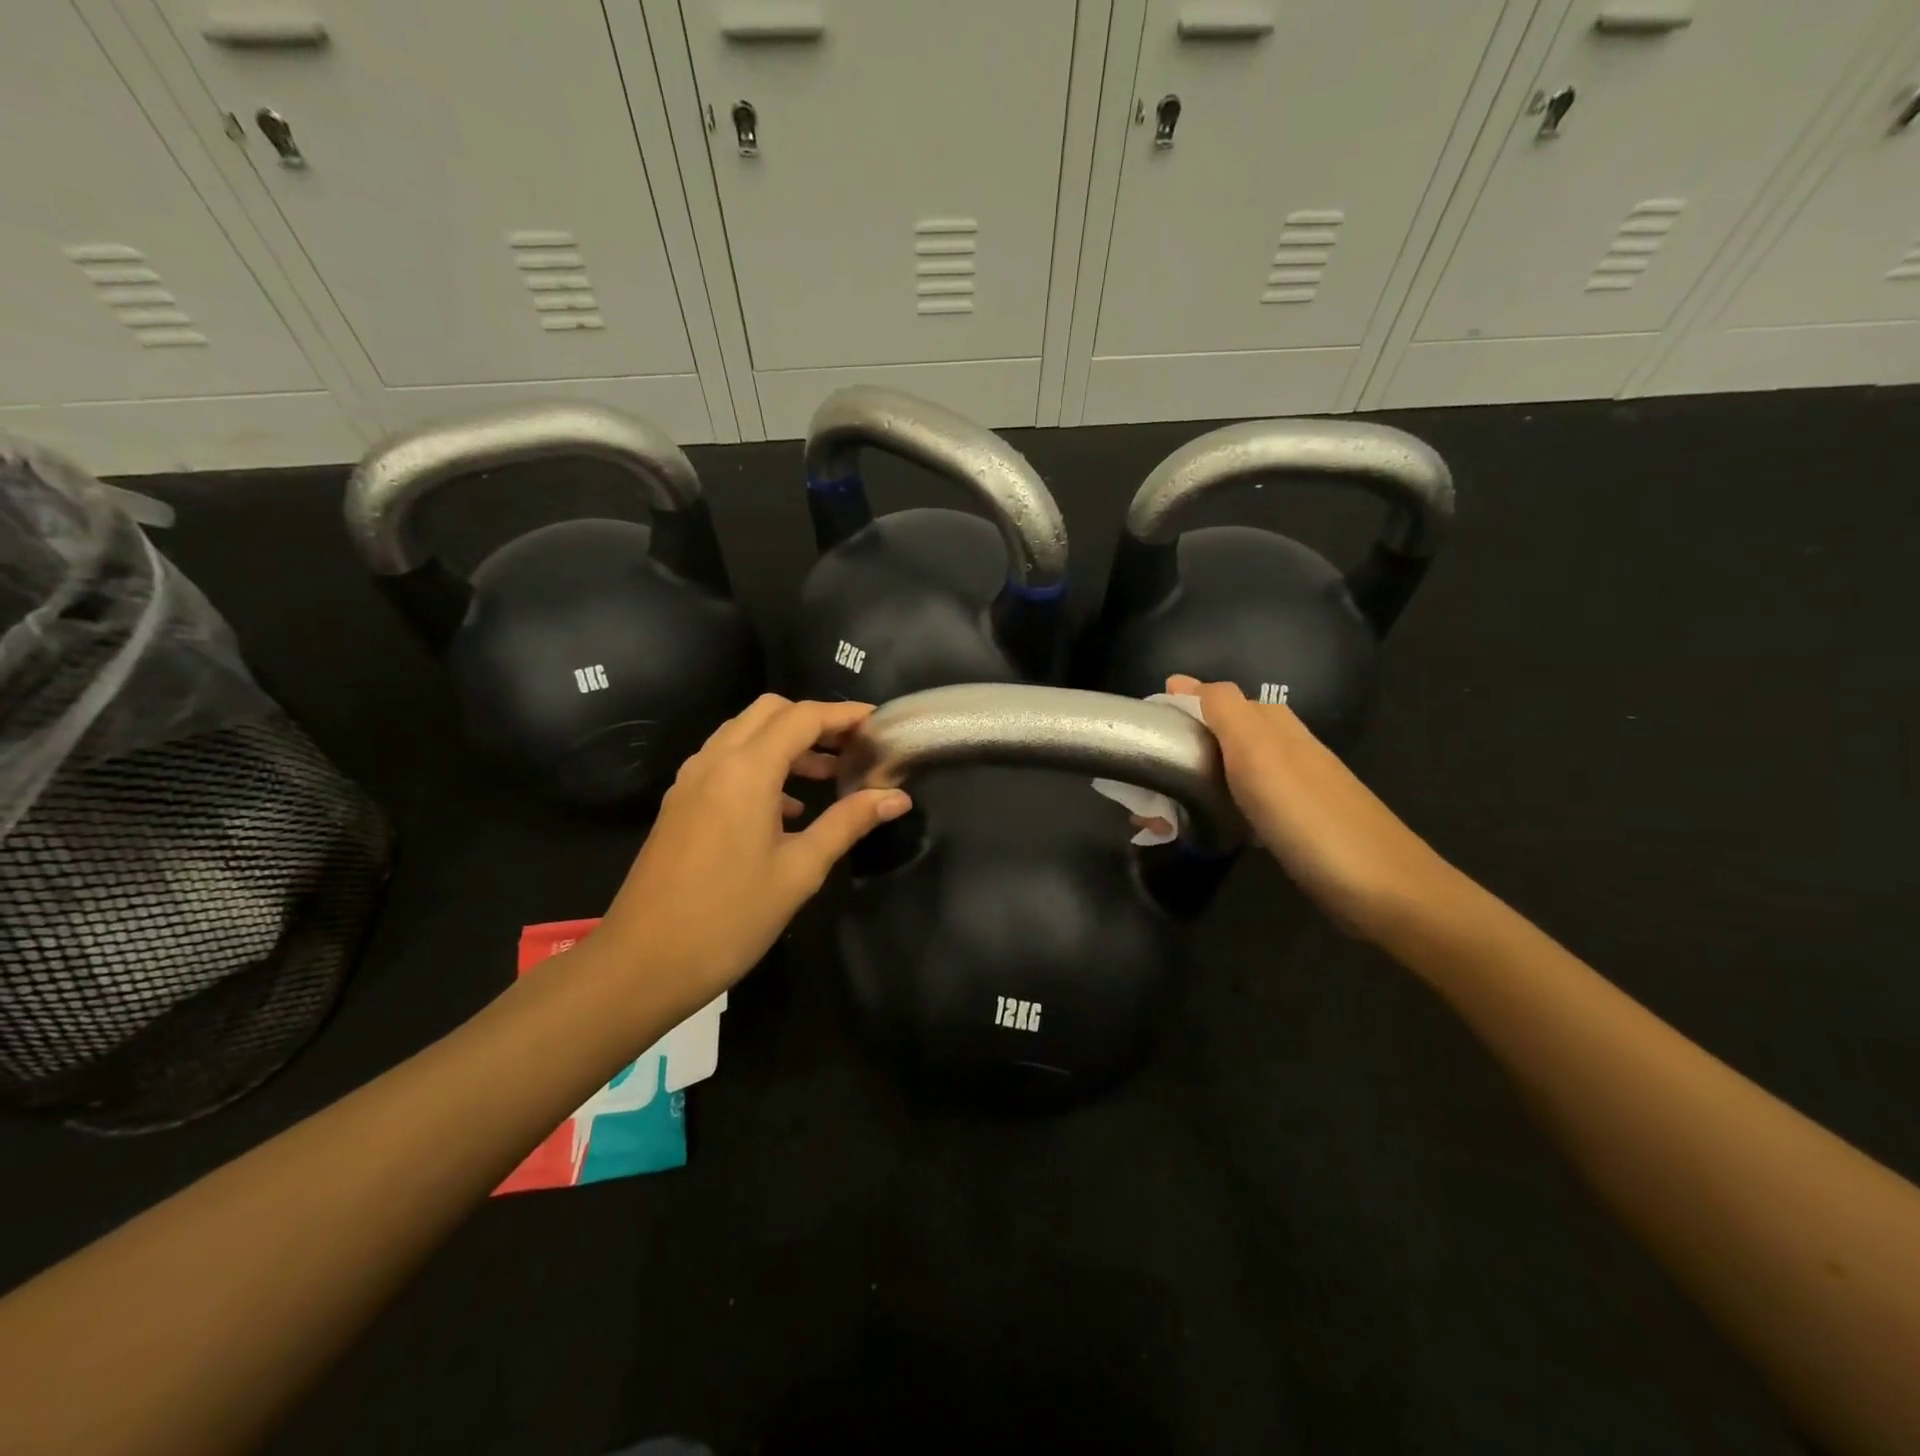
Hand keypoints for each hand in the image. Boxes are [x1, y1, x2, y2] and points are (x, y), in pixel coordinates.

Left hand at [590, 695, 911, 1013]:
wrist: (642, 963)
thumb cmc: (729, 919)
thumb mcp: (799, 871)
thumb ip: (848, 823)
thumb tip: (897, 797)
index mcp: (746, 771)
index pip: (802, 718)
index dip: (845, 715)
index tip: (880, 723)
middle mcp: (714, 761)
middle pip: (770, 712)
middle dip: (814, 721)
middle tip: (853, 748)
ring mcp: (691, 780)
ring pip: (744, 733)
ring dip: (786, 742)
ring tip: (828, 775)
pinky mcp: (680, 802)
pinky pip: (725, 761)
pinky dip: (760, 765)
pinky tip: (787, 809)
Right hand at [1167, 675, 1457, 941]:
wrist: (1383, 889)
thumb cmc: (1309, 817)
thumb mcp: (1258, 752)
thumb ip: (1223, 711)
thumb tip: (1181, 681)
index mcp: (1273, 724)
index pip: (1213, 700)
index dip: (1177, 710)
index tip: (1139, 732)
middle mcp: (1284, 747)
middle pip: (1220, 735)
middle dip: (1180, 750)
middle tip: (1142, 782)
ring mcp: (1293, 787)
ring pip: (1230, 771)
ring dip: (1193, 783)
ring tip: (1159, 811)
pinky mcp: (1296, 824)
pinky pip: (1244, 804)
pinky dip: (1217, 809)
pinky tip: (1205, 828)